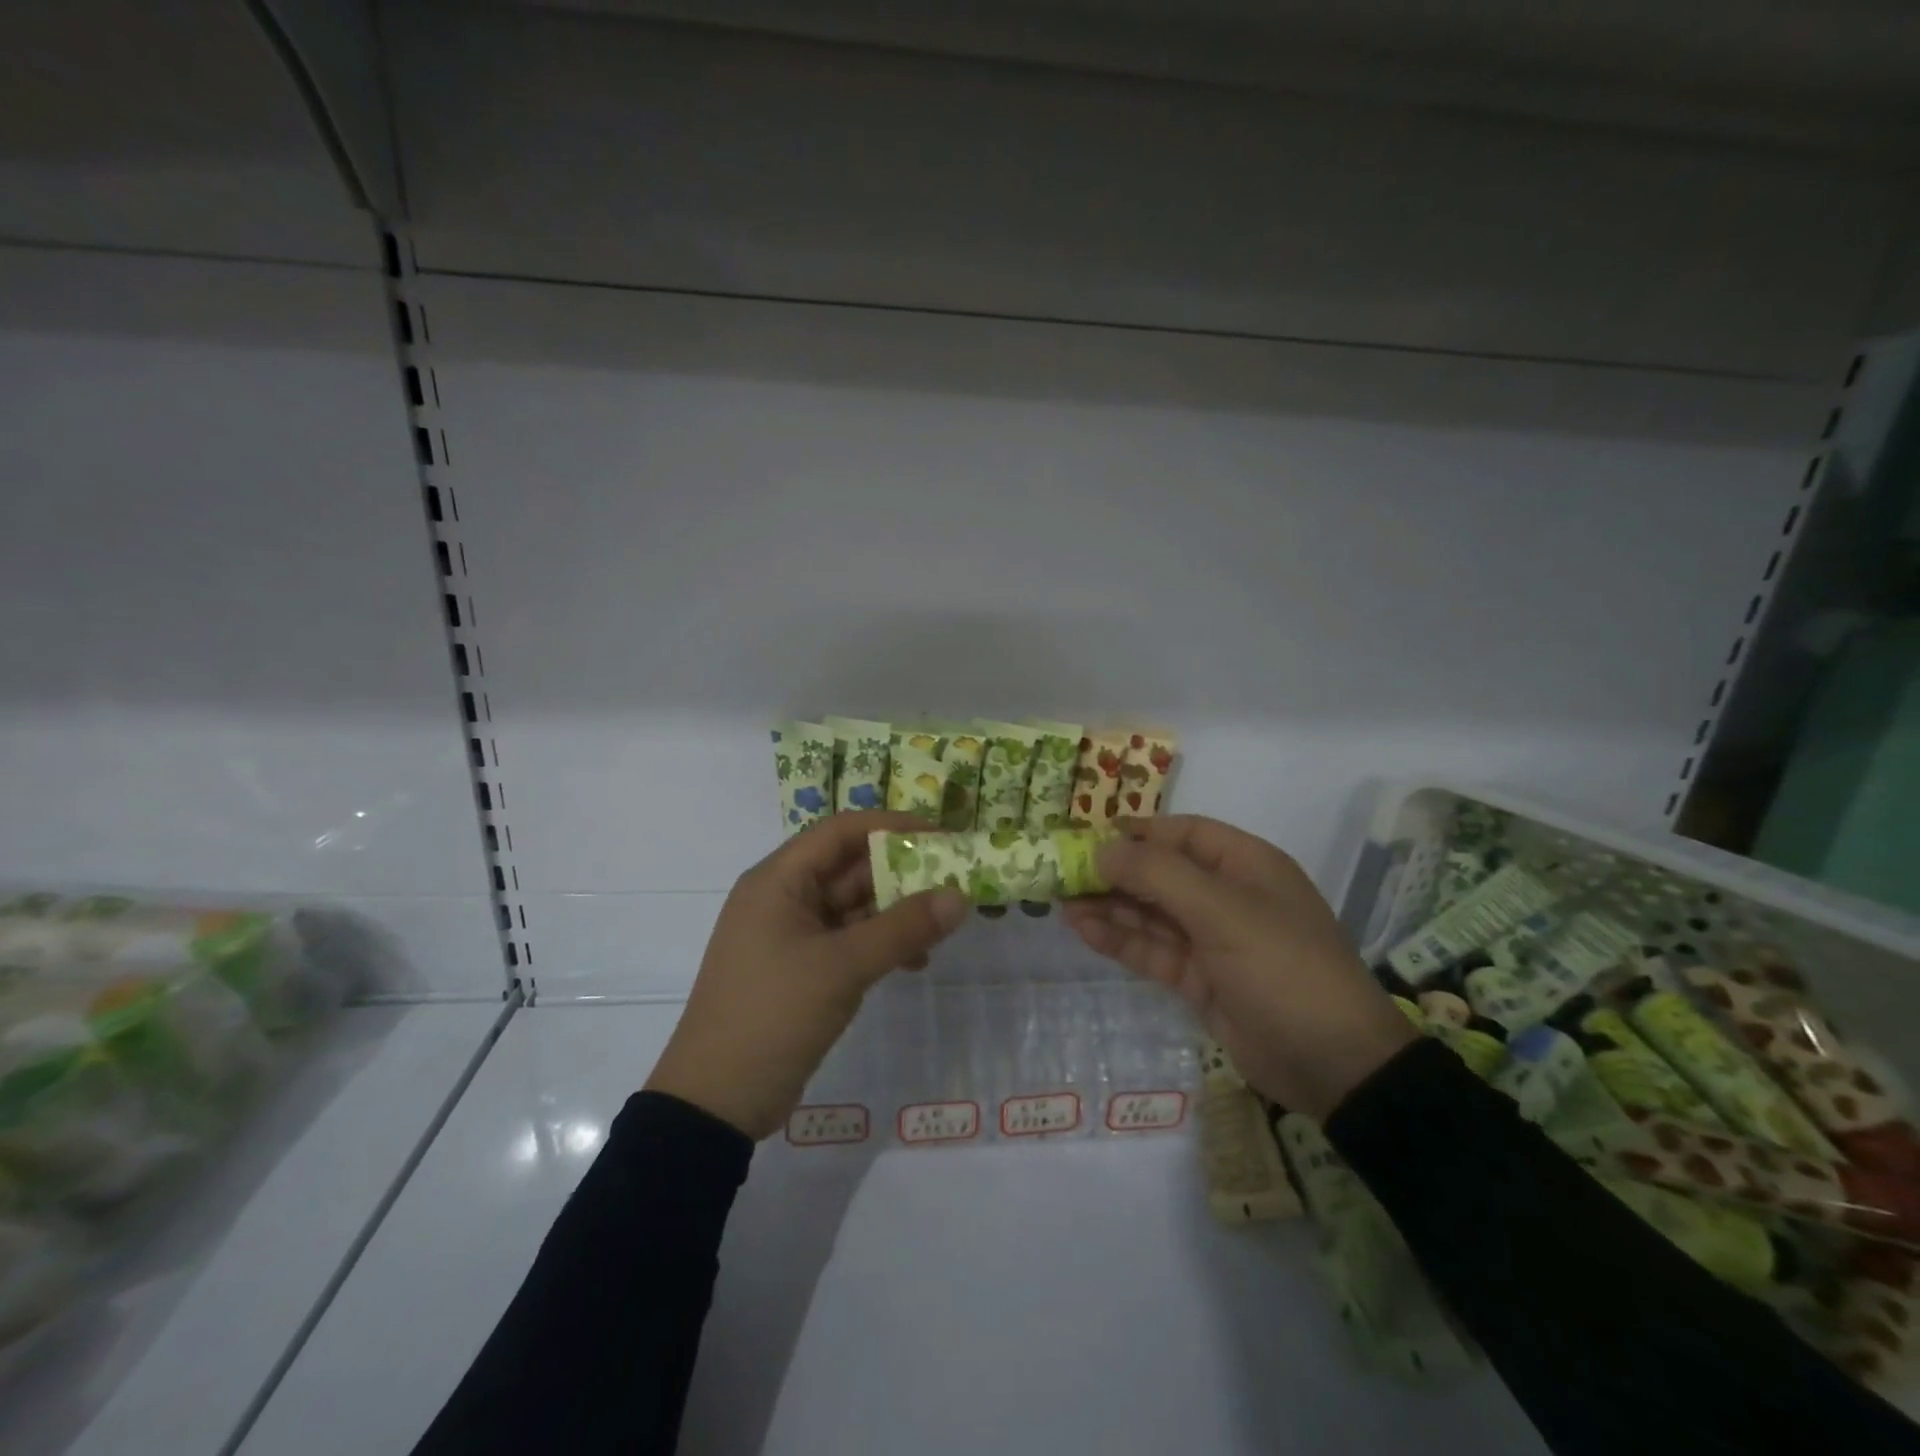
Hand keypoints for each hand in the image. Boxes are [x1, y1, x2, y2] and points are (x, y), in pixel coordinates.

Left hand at [646, 811, 967, 1139]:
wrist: (716, 1101)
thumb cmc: (772, 1015)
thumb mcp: (842, 967)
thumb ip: (903, 928)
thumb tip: (960, 896)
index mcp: (778, 881)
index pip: (840, 831)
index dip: (891, 826)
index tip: (940, 835)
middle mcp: (783, 898)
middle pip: (849, 868)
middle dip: (902, 873)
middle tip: (954, 881)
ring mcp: (791, 936)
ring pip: (853, 907)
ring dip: (896, 913)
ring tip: (944, 925)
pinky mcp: (801, 969)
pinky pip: (848, 940)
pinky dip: (880, 944)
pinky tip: (915, 961)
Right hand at [1061, 815, 1415, 1120]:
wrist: (1333, 1063)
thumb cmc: (1282, 966)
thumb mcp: (1222, 911)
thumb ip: (1159, 876)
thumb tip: (1103, 851)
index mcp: (1245, 865)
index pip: (1183, 833)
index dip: (1138, 832)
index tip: (1090, 836)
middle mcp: (1228, 895)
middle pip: (1161, 874)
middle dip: (1115, 873)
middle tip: (1064, 875)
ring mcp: (1213, 940)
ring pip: (1152, 914)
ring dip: (1111, 907)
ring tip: (1063, 904)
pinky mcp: (1201, 979)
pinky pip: (1154, 950)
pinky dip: (1122, 940)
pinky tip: (1085, 932)